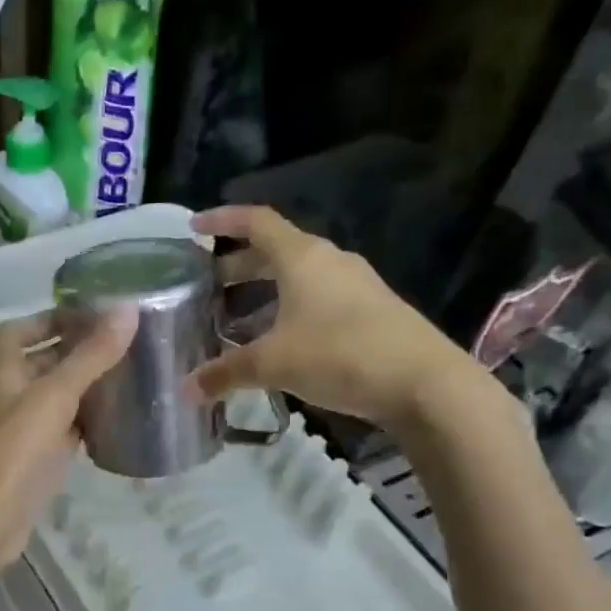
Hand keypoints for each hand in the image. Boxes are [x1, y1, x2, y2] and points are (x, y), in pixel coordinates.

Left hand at [0, 307, 135, 582]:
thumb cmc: (15, 450)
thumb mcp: (55, 395)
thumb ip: (91, 356)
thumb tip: (128, 309)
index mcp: (3, 373)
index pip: (14, 333)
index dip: (45, 319)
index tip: (84, 315)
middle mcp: (8, 398)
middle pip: (38, 365)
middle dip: (73, 352)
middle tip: (119, 345)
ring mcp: (21, 433)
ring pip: (53, 401)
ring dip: (82, 388)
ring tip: (125, 377)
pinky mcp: (35, 463)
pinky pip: (63, 433)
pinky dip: (84, 424)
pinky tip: (113, 423)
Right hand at [189, 205, 489, 432]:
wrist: (422, 382)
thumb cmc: (339, 354)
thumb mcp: (273, 364)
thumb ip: (226, 373)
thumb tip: (187, 390)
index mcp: (302, 257)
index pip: (256, 222)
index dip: (223, 221)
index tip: (194, 228)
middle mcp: (328, 262)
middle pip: (274, 252)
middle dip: (237, 266)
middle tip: (206, 286)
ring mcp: (353, 286)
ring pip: (296, 280)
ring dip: (262, 294)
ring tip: (234, 321)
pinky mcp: (368, 313)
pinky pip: (315, 301)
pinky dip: (287, 313)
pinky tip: (276, 344)